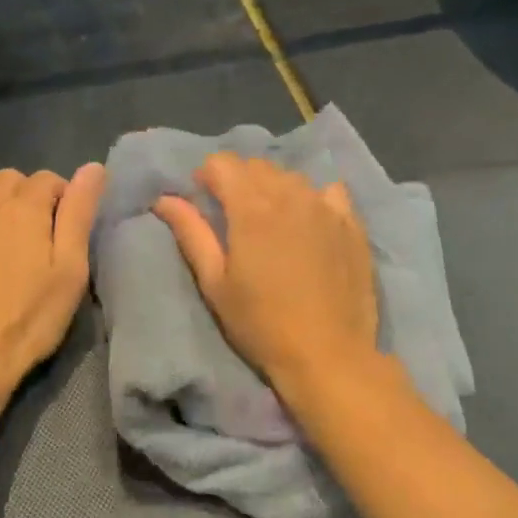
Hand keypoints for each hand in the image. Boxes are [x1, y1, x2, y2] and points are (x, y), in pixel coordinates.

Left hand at [0, 164, 105, 390]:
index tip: (64, 229)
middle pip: (9, 178)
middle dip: (25, 196)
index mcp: (25, 207)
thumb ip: (79, 214)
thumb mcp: (70, 270)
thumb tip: (93, 167)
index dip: (61, 198)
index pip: (48, 179)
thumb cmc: (29, 318)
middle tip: (34, 237)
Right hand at [153, 152, 377, 396]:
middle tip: (233, 217)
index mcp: (251, 207)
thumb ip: (192, 234)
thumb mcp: (215, 284)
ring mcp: (327, 207)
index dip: (207, 177)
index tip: (204, 202)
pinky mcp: (353, 224)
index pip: (223, 163)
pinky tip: (311, 223)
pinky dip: (313, 199)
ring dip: (274, 189)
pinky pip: (329, 192)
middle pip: (257, 166)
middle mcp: (291, 195)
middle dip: (239, 181)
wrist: (328, 354)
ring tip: (271, 223)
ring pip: (292, 178)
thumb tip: (165, 199)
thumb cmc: (261, 324)